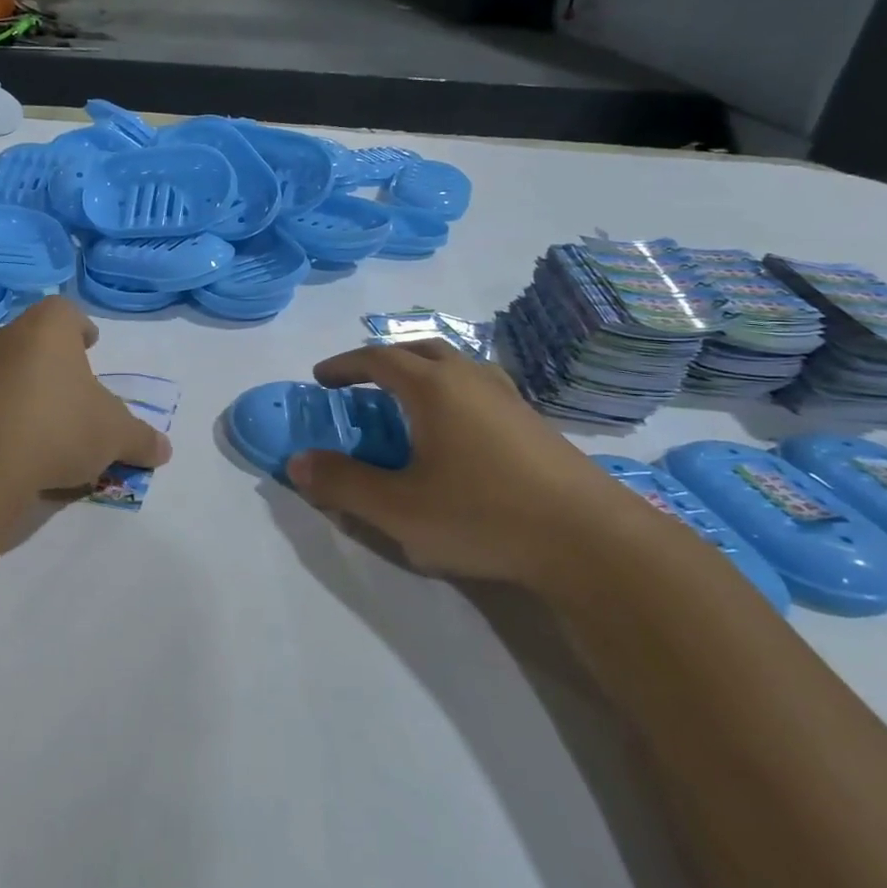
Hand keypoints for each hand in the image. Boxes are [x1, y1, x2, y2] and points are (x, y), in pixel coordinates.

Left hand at [0, 296, 171, 496]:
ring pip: (5, 370)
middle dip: (53, 361)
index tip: (90, 345)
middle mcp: (5, 338)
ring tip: (45, 424)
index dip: (80, 326)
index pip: (65, 311)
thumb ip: (141, 439)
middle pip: (33, 340)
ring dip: (24, 388)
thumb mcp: (114, 436)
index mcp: (47, 329)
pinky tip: (15, 446)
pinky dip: (0, 415)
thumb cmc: (59, 428)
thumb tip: (164, 450)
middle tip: (72, 389)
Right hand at [286, 340, 655, 584]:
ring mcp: (509, 398)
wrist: (590, 539)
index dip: (344, 365)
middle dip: (384, 359)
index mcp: (434, 388)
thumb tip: (297, 462)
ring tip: (408, 401)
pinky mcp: (534, 423)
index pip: (378, 359)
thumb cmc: (483, 516)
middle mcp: (471, 379)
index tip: (321, 379)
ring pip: (457, 365)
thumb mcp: (398, 509)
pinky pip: (480, 387)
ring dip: (423, 371)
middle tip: (362, 383)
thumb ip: (343, 484)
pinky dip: (452, 392)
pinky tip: (456, 432)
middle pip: (421, 348)